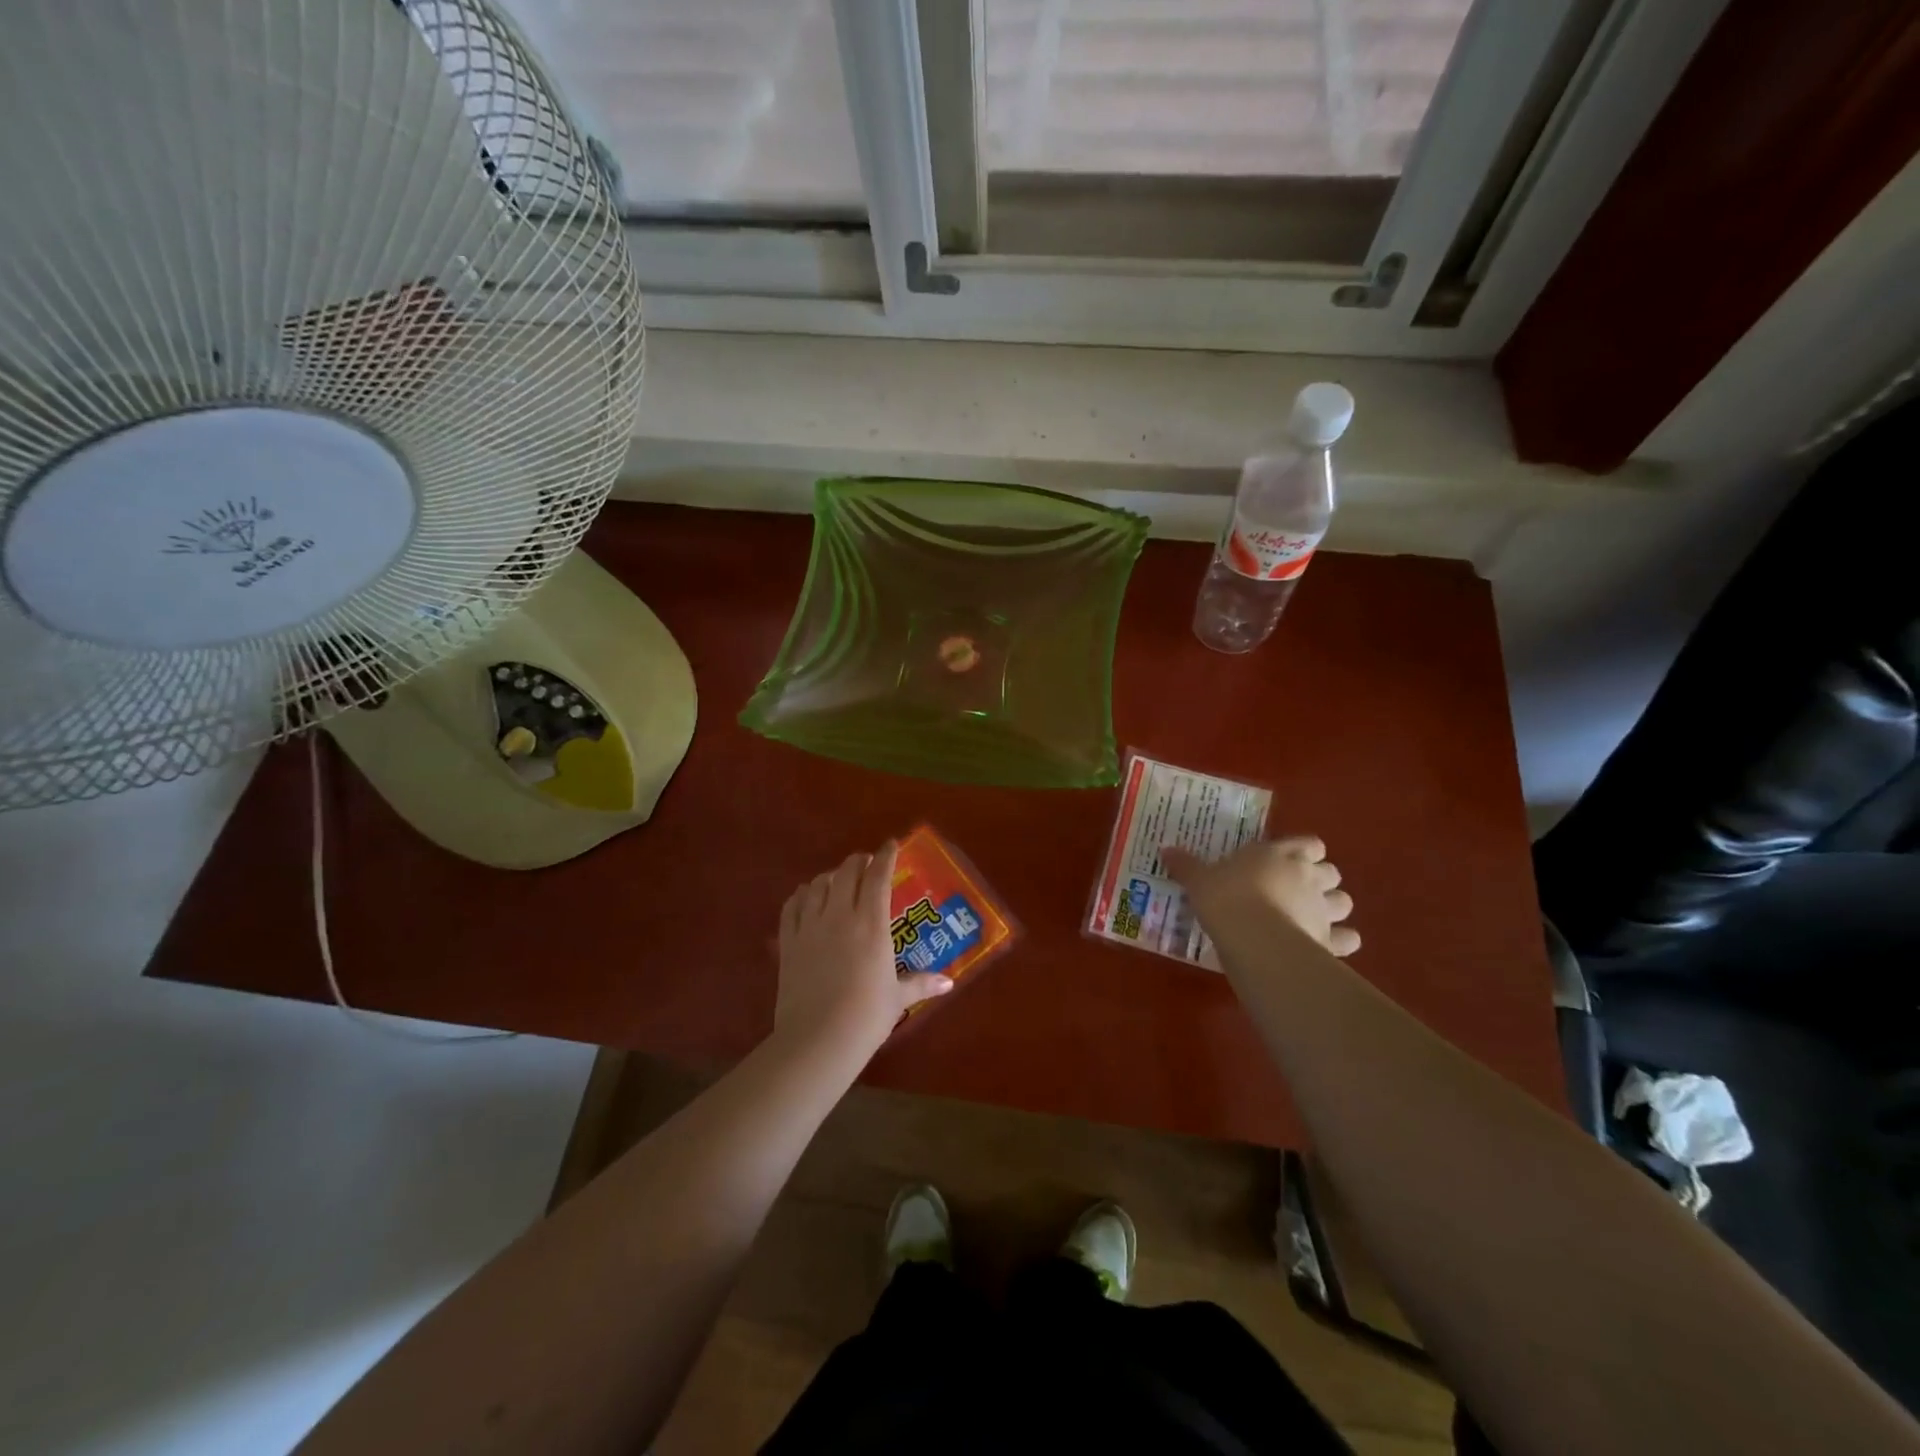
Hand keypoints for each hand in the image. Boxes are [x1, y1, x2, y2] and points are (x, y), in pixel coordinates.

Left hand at [774, 841, 952, 1055]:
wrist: (817, 1040)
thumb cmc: (866, 1017)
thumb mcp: (898, 998)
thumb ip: (922, 983)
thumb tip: (949, 982)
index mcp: (872, 924)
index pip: (878, 876)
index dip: (885, 856)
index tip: (891, 845)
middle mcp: (840, 915)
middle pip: (846, 872)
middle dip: (859, 862)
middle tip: (867, 864)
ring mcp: (810, 926)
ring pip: (818, 884)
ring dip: (831, 876)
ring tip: (838, 880)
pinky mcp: (788, 942)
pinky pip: (792, 905)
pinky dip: (802, 895)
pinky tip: (807, 897)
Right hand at [1163, 836, 1359, 956]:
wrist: (1253, 938)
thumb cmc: (1226, 898)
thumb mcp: (1199, 879)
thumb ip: (1186, 865)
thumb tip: (1165, 850)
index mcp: (1281, 854)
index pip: (1309, 843)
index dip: (1303, 851)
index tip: (1287, 860)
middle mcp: (1309, 877)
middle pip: (1331, 872)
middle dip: (1320, 879)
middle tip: (1296, 890)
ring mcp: (1324, 909)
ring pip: (1344, 902)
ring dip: (1332, 907)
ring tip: (1311, 916)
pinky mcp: (1330, 940)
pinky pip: (1348, 939)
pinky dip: (1340, 941)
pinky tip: (1324, 946)